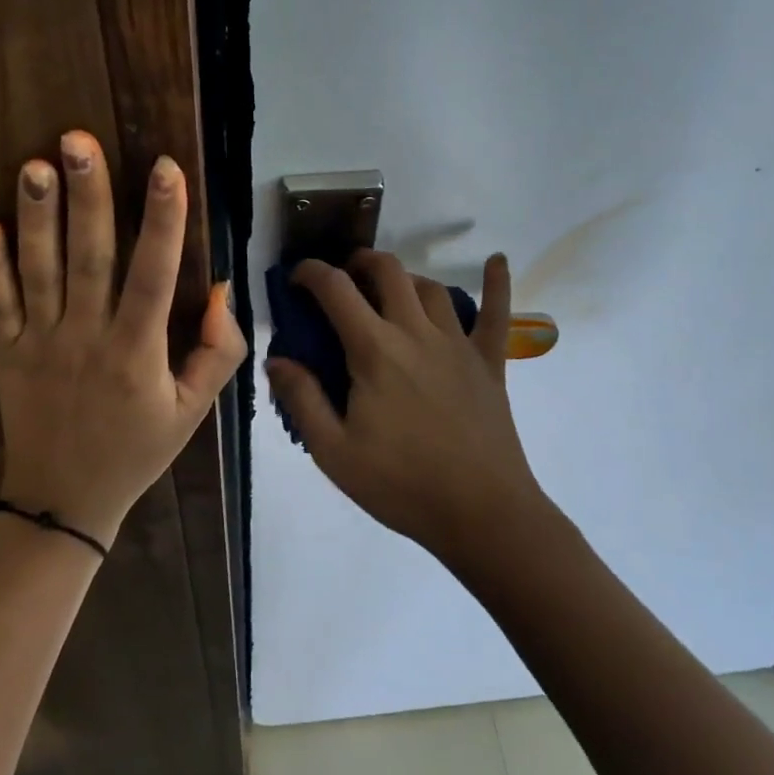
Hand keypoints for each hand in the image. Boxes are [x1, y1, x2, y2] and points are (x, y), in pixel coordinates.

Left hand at [0, 132, 246, 546]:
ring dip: (36, 217)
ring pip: (39, 271)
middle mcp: (86, 338)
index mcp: (137, 353)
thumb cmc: (136, 451)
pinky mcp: (5, 352)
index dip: (162, 221)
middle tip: (79, 140)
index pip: (153, 276)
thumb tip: (221, 291)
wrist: (63, 502)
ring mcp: (40, 343)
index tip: (166, 168)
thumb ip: (218, 353)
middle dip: (88, 197)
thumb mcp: (193, 412)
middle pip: (89, 259)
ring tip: (35, 165)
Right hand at [266, 251, 544, 555]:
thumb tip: (276, 359)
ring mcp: (458, 343)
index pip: (336, 290)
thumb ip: (301, 399)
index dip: (310, 272)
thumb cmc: (401, 484)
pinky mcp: (489, 362)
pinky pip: (497, 313)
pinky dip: (497, 283)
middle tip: (343, 277)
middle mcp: (416, 333)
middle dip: (359, 262)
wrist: (481, 513)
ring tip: (388, 290)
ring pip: (430, 288)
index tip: (294, 278)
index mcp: (374, 350)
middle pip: (388, 272)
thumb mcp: (334, 451)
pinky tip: (497, 261)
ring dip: (404, 279)